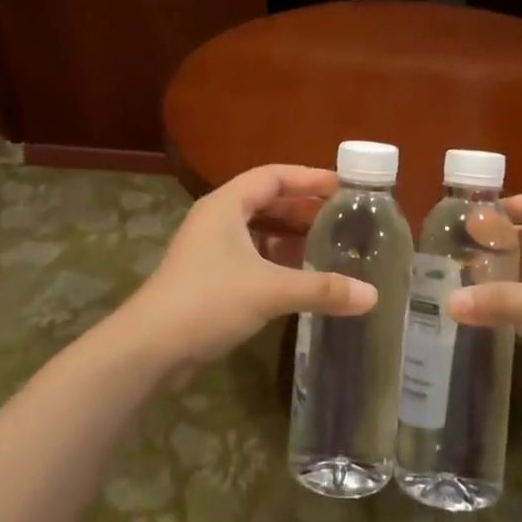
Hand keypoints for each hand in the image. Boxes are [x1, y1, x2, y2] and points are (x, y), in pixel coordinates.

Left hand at [119, 166, 376, 369]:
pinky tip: (299, 276)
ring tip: (327, 244)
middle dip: (303, 207)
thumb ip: (322, 289)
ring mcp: (209, 248)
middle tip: (341, 216)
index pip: (273, 176)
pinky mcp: (207, 275)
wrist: (150, 346)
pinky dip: (276, 259)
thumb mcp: (270, 290)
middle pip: (266, 200)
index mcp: (226, 204)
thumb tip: (372, 295)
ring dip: (290, 235)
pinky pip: (250, 255)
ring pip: (257, 230)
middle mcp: (216, 218)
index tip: (344, 186)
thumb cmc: (208, 301)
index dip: (309, 177)